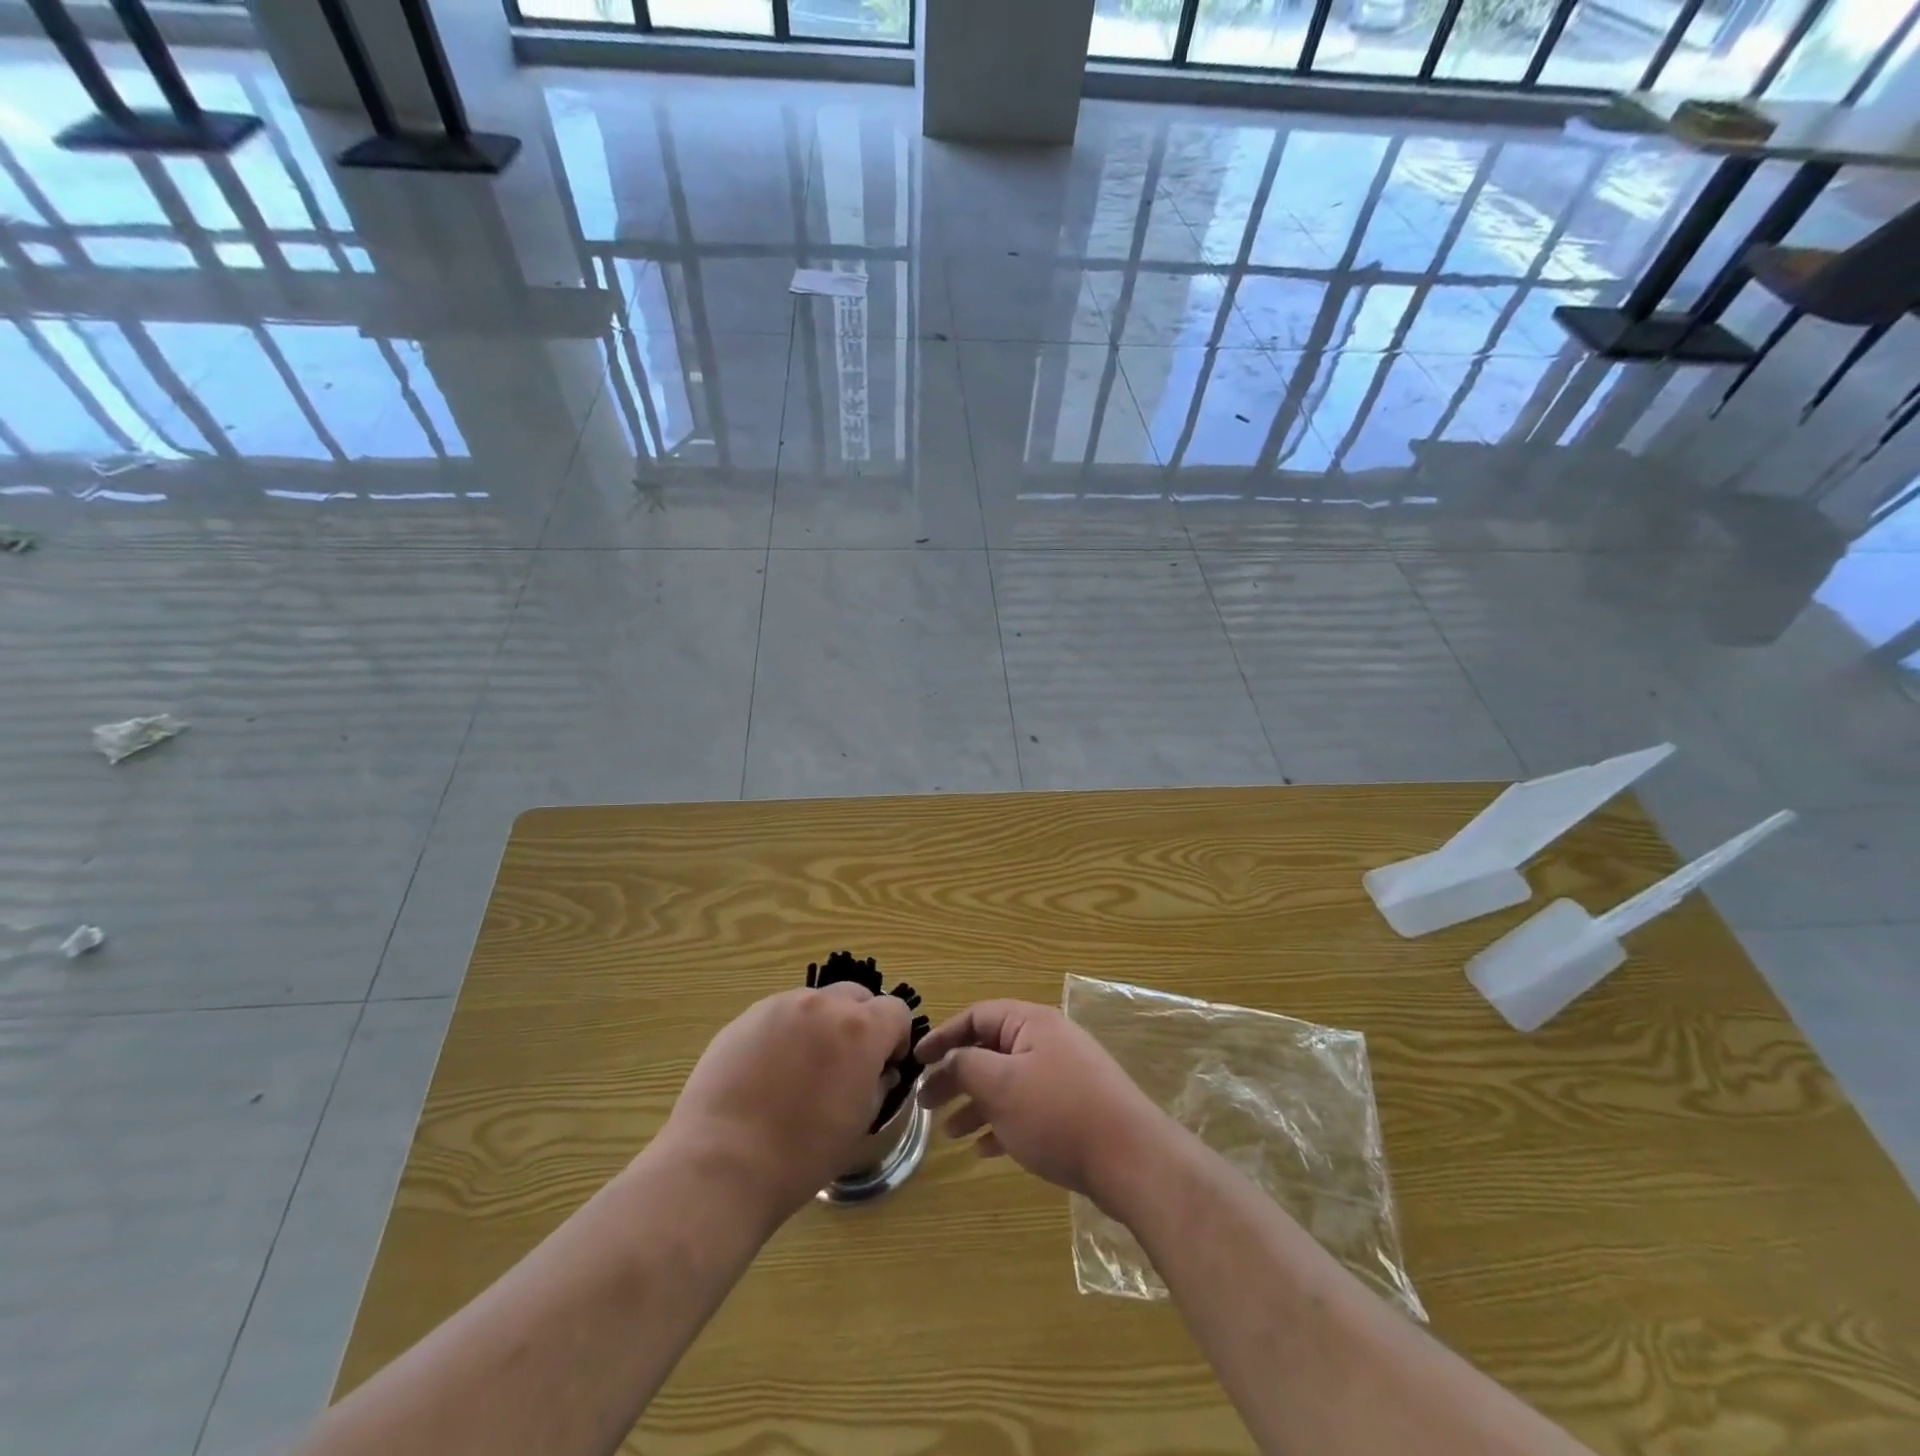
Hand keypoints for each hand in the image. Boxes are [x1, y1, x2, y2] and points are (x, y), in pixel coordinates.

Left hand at [660, 983, 910, 1220]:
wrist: (721, 1164)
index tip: (884, 1066)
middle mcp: (823, 1005)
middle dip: (861, 1023)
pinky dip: (787, 1033)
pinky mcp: (746, 1017)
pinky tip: (768, 1074)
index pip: (896, 1010)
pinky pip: (780, 1015)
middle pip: (857, 996)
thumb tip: (878, 1071)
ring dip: (822, 1025)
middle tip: (846, 1064)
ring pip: (816, 1003)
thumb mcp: (859, 1125)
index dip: (896, 1038)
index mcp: (860, 1029)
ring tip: (802, 1070)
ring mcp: (781, 1006)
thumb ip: (877, 1085)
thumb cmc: (801, 1155)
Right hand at [916, 1000, 1174, 1205]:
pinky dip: (1003, 1124)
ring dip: (976, 1104)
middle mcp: (1048, 1042)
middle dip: (956, 1076)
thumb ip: (966, 1066)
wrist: (1132, 1159)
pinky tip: (984, 1151)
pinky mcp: (1074, 1110)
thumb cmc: (1058, 1113)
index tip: (917, 1059)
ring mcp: (1064, 1076)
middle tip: (927, 1104)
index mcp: (1031, 1023)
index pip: (977, 1016)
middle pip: (991, 1050)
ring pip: (1008, 1083)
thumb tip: (949, 1060)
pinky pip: (1028, 1109)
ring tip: (950, 1133)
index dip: (944, 1036)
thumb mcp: (1001, 1085)